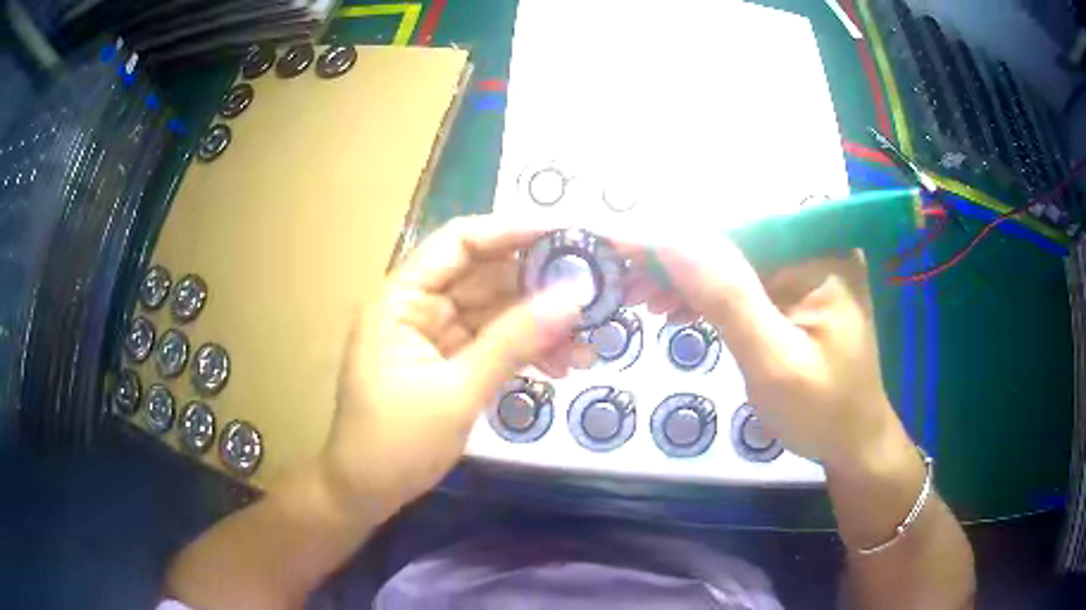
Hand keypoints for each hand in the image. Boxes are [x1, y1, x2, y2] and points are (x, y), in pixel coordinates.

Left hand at [321, 216, 588, 519]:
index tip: (567, 235)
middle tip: (596, 292)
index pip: (459, 242)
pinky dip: (527, 351)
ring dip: (541, 325)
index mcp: (402, 298)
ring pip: (498, 313)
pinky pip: (496, 344)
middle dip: (540, 285)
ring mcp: (436, 335)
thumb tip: (574, 298)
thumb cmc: (396, 443)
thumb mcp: (457, 392)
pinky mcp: (450, 363)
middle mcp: (419, 307)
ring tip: (588, 343)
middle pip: (486, 276)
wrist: (368, 492)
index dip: (512, 231)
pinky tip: (564, 365)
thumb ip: (515, 341)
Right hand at [625, 233, 904, 467]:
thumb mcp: (774, 362)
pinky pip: (743, 284)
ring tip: (643, 298)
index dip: (677, 235)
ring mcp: (805, 271)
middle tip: (626, 282)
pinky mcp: (794, 294)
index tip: (621, 244)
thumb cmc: (822, 412)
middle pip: (733, 241)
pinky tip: (677, 309)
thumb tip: (673, 239)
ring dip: (686, 278)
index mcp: (821, 255)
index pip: (737, 229)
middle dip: (677, 260)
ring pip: (732, 262)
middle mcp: (814, 250)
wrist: (852, 445)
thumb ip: (728, 298)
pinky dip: (707, 296)